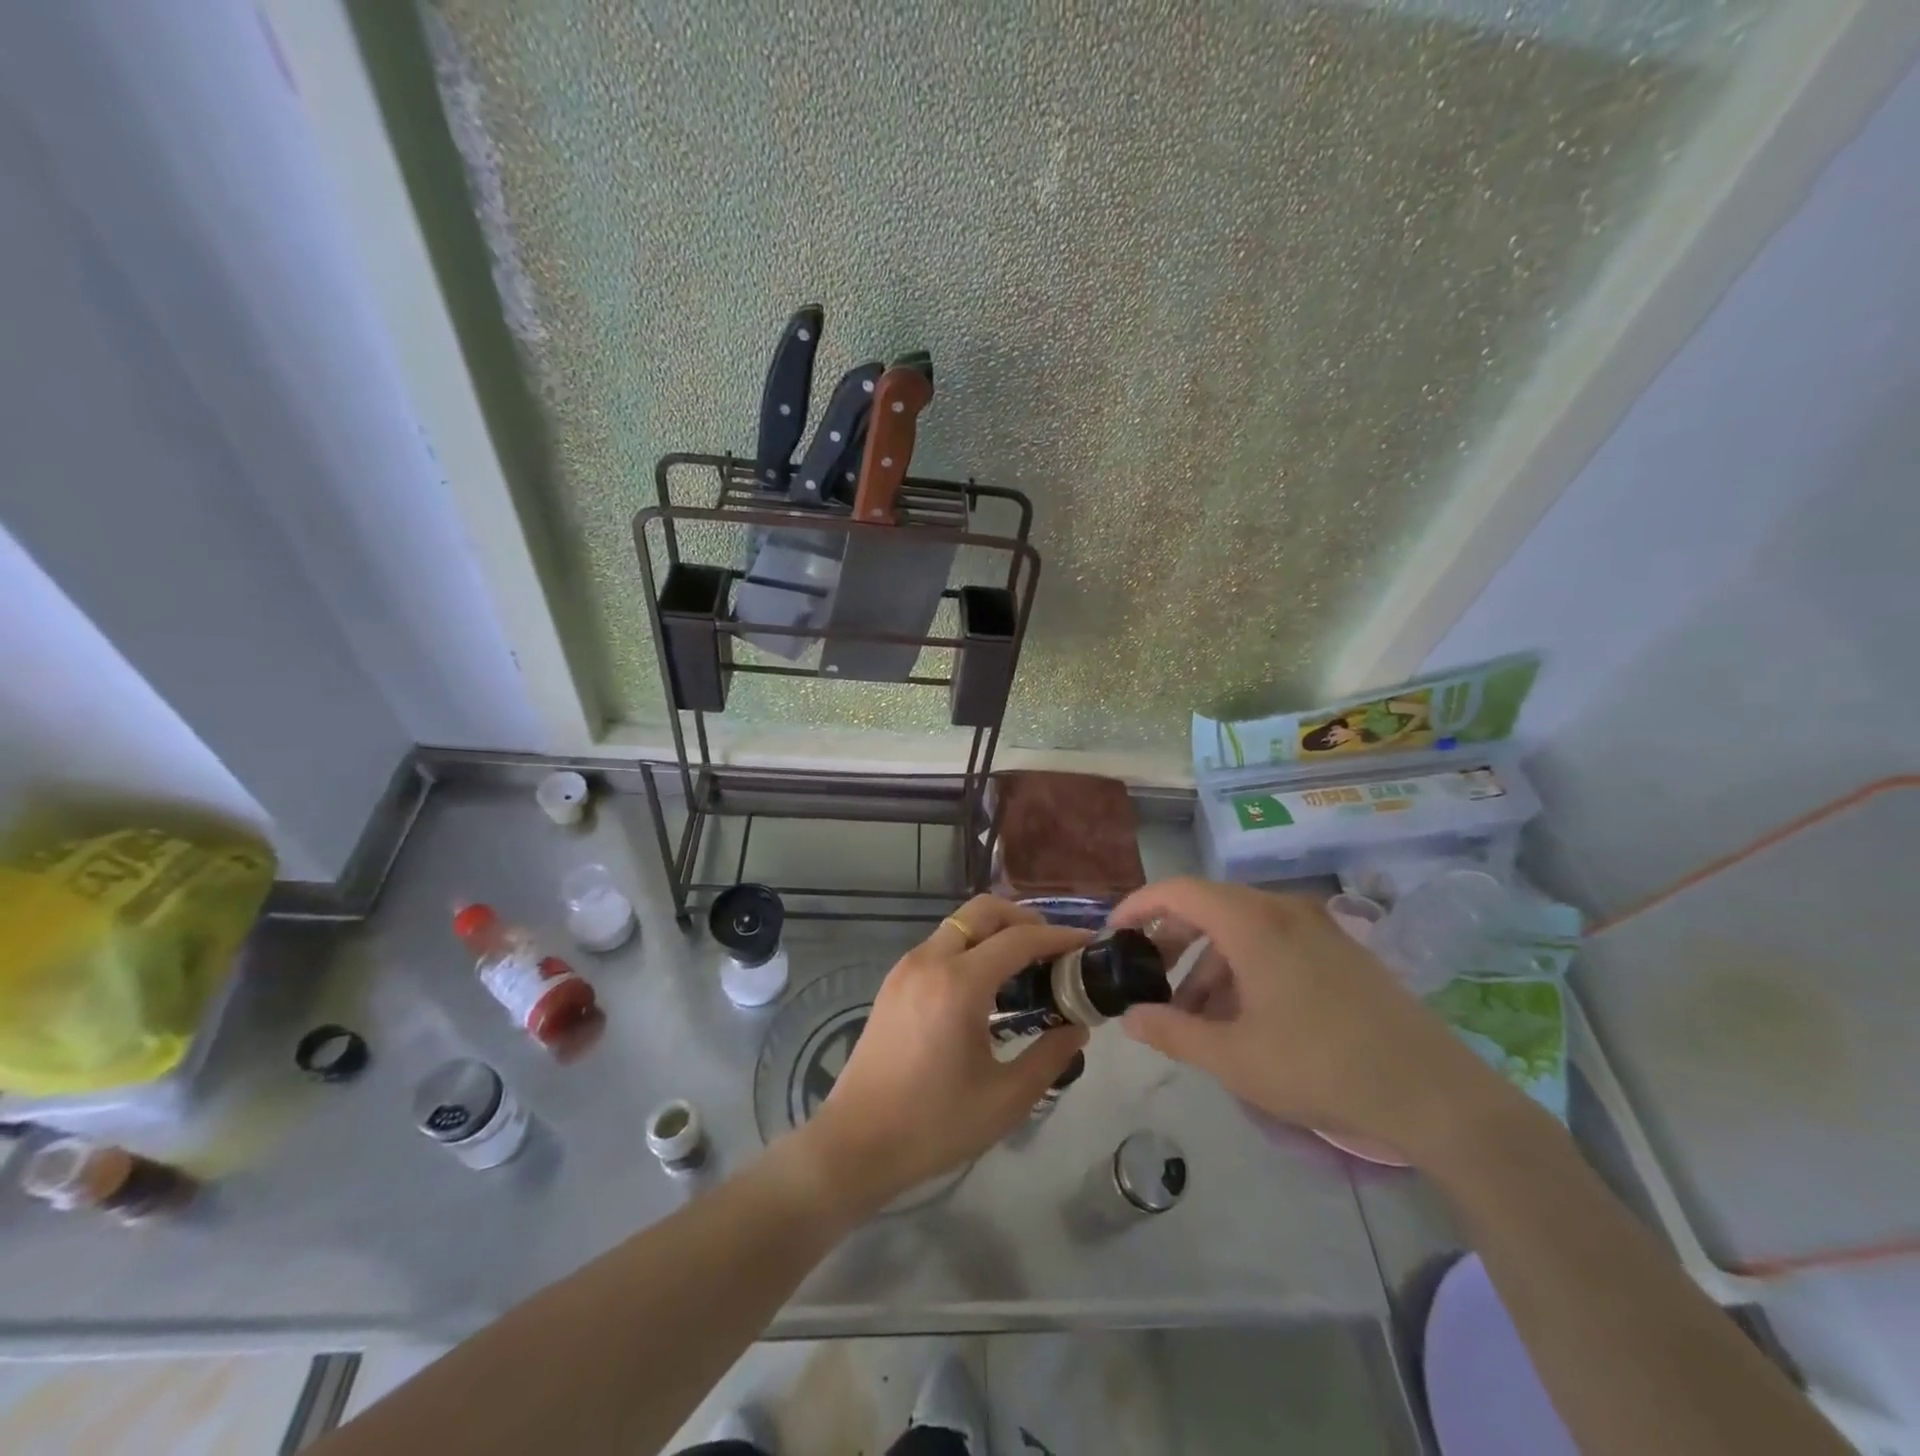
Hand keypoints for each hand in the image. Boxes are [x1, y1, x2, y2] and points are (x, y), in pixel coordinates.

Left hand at [801, 895, 1088, 1212]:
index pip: (1019, 939)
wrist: (855, 1143)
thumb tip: (1077, 1027)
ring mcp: (906, 968)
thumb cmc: (934, 1125)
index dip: (1059, 937)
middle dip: (1024, 918)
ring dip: (995, 932)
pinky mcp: (894, 982)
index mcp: (959, 983)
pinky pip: (941, 945)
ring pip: (959, 925)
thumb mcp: (1005, 1099)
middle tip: (1053, 948)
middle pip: (983, 911)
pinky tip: (987, 985)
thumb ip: (1049, 1056)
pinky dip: (971, 947)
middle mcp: (930, 960)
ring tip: (1026, 967)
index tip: (1088, 943)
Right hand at [1112, 878, 1520, 1167]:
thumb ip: (1173, 1032)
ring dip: (1209, 962)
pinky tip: (1244, 1016)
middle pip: (1210, 906)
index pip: (1179, 890)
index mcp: (1253, 923)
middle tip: (1150, 975)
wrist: (1435, 1095)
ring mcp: (1318, 928)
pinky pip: (1275, 942)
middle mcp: (1284, 911)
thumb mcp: (1234, 1057)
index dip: (1139, 905)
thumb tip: (1129, 1017)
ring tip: (1196, 1013)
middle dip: (1172, 938)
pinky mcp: (1341, 952)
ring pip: (1243, 928)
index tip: (1114, 932)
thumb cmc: (1321, 1067)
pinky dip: (1244, 967)